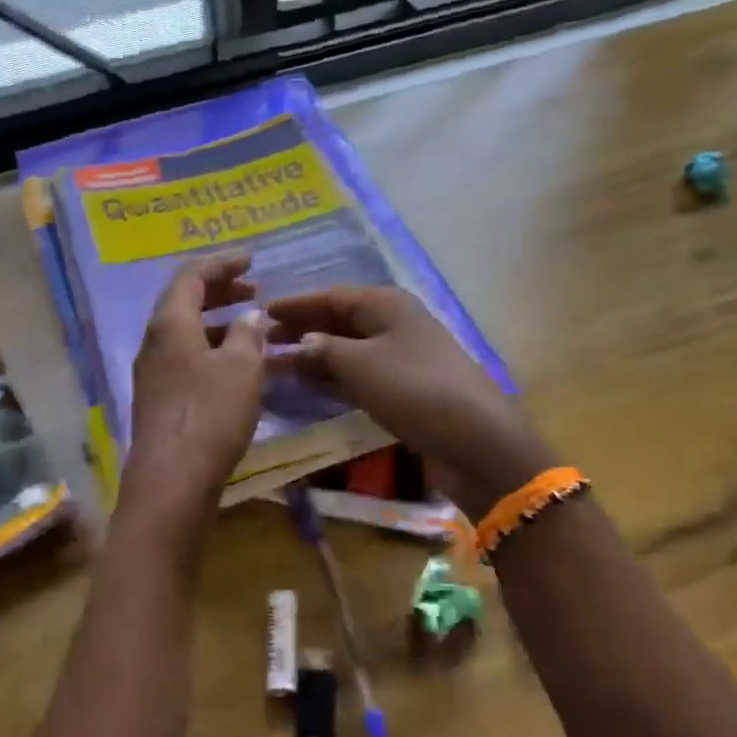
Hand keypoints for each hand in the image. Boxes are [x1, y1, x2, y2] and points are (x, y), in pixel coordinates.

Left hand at [128, 253, 266, 501]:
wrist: (172, 480)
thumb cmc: (210, 414)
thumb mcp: (242, 368)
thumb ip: (248, 334)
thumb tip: (250, 316)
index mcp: (170, 323)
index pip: (191, 276)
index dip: (221, 264)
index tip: (251, 260)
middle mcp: (154, 342)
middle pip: (184, 302)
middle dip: (220, 291)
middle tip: (253, 290)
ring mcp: (153, 372)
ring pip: (186, 332)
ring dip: (218, 322)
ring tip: (251, 326)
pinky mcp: (159, 399)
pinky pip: (186, 358)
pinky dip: (212, 349)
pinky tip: (237, 366)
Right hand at [265, 286, 553, 519]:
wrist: (475, 440)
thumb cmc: (414, 389)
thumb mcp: (361, 365)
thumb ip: (323, 350)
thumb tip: (298, 343)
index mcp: (387, 305)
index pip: (331, 296)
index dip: (296, 304)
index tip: (261, 312)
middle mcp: (395, 325)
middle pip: (339, 321)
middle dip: (303, 329)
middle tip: (264, 341)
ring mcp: (402, 358)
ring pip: (348, 350)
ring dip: (315, 356)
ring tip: (278, 364)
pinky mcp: (405, 390)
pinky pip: (360, 375)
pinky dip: (334, 379)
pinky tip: (310, 386)